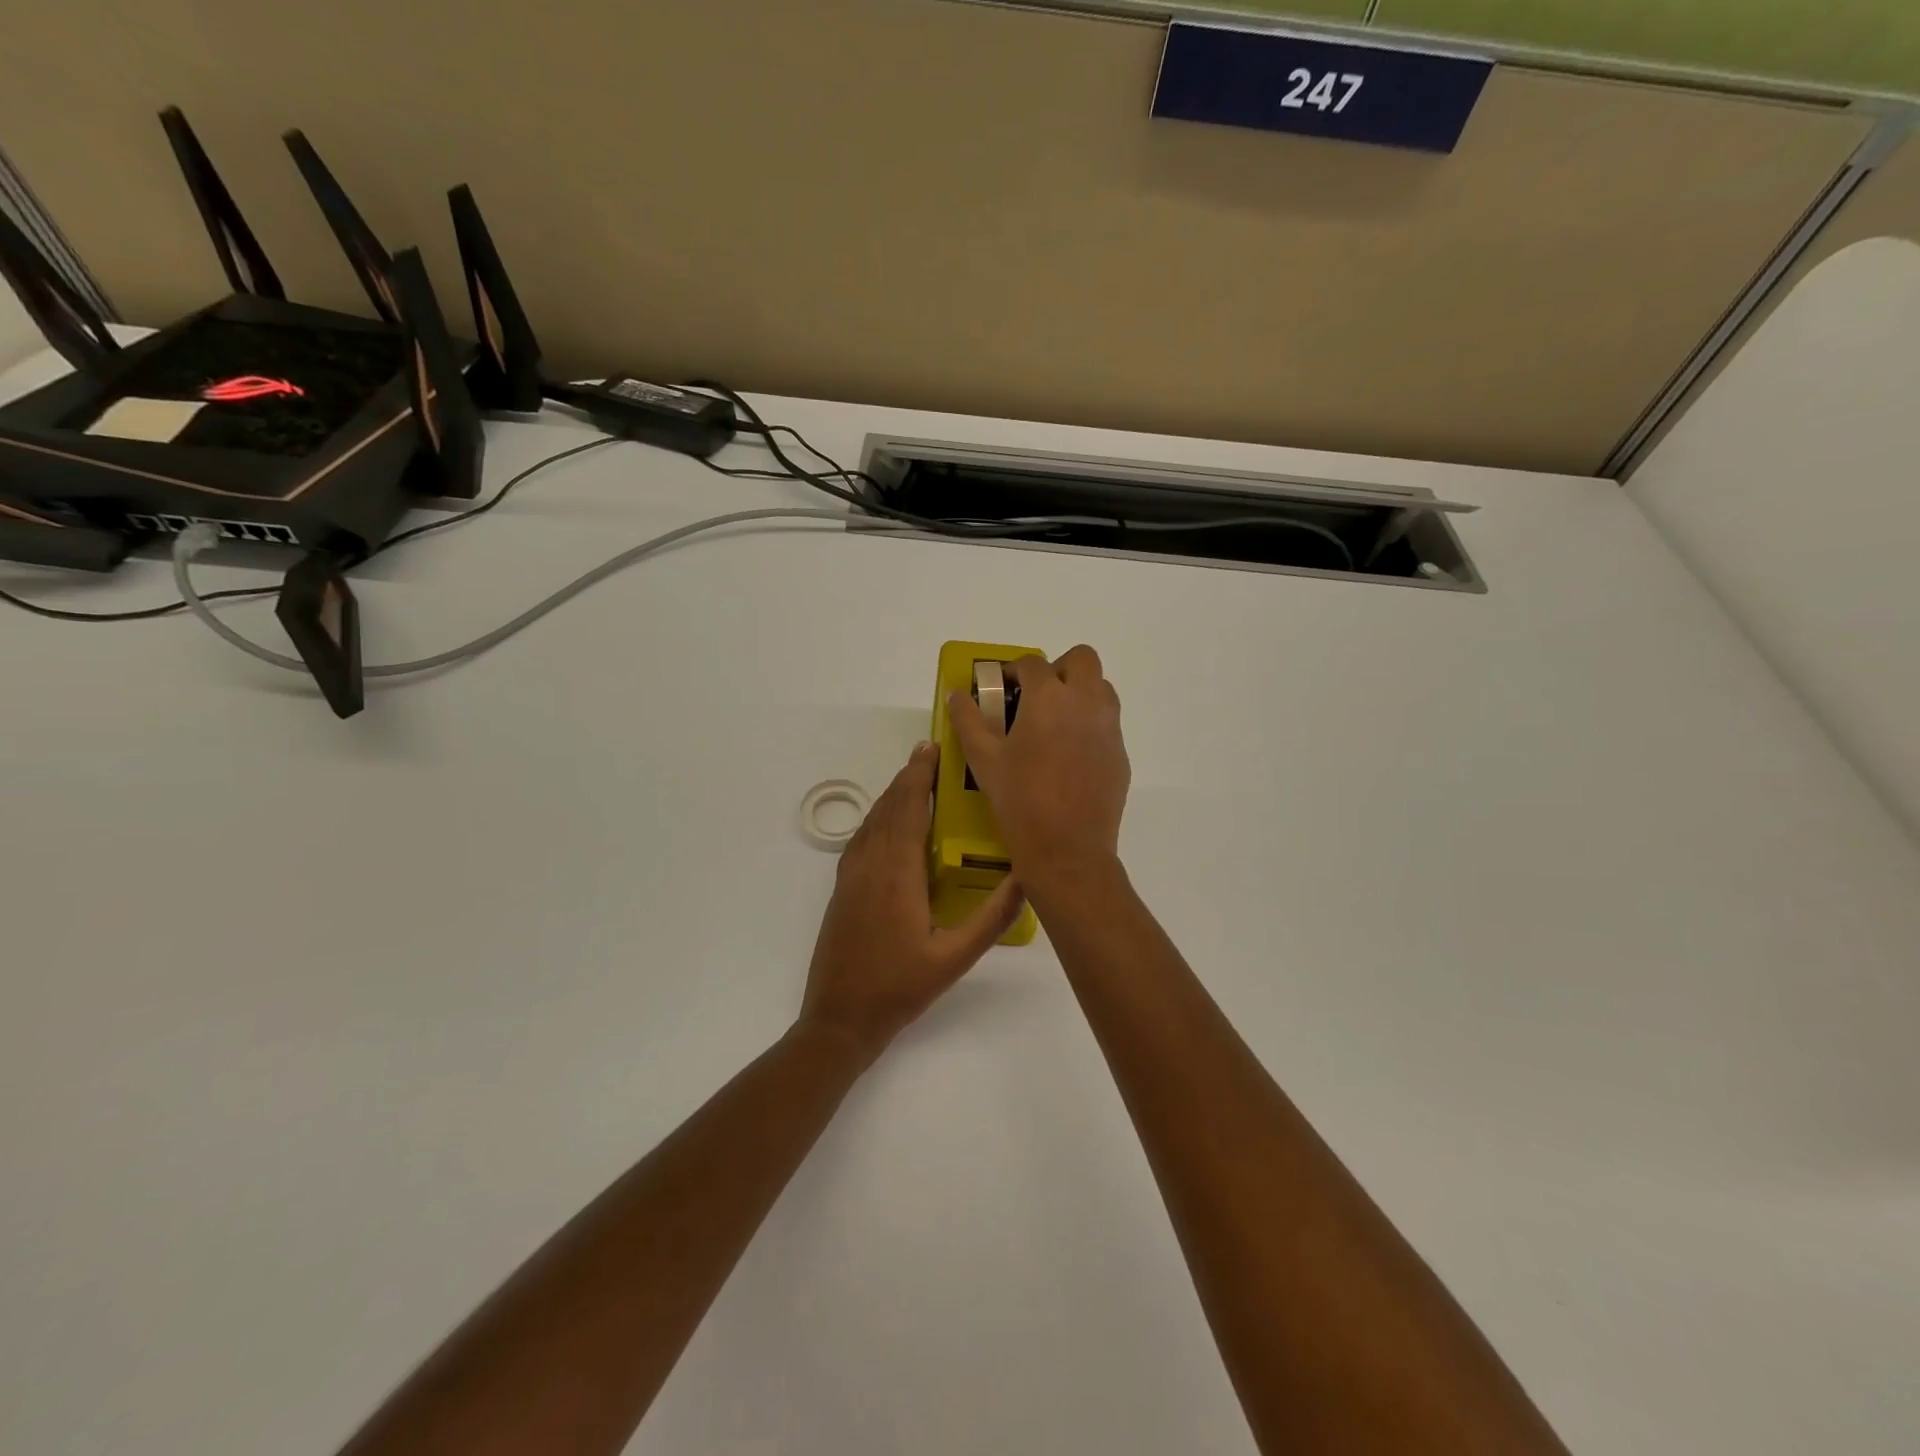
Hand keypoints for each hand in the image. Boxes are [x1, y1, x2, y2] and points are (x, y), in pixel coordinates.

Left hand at [799, 741, 1024, 1065]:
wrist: (839, 1020)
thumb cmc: (899, 989)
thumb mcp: (954, 959)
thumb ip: (991, 920)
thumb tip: (1025, 880)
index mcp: (898, 875)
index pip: (910, 810)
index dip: (920, 775)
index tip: (934, 748)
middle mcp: (870, 865)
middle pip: (889, 808)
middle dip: (908, 776)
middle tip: (929, 753)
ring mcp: (851, 877)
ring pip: (872, 822)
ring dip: (892, 795)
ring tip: (913, 778)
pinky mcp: (842, 890)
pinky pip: (861, 839)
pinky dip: (877, 818)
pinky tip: (887, 823)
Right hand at [948, 645, 1130, 888]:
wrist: (1068, 850)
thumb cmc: (1019, 801)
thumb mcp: (983, 760)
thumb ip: (968, 720)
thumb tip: (958, 695)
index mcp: (1048, 698)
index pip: (1032, 664)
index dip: (1013, 670)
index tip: (1001, 686)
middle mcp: (1085, 702)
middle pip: (1082, 660)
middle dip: (1058, 668)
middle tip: (1036, 695)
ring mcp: (1109, 728)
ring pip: (1101, 688)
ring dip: (1079, 692)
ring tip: (1054, 723)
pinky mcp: (1120, 754)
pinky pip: (1107, 723)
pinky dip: (1090, 724)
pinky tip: (1069, 756)